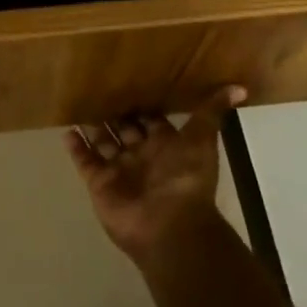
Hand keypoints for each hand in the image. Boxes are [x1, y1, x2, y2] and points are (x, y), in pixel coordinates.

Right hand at [64, 87, 245, 266]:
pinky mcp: (99, 182)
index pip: (151, 120)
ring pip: (103, 143)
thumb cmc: (185, 178)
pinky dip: (76, 147)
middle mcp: (142, 156)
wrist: (168, 224)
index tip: (129, 82)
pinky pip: (84, 161)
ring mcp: (119, 170)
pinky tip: (67, 130)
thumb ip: (212, 112)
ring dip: (93, 127)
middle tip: (97, 89)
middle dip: (114, 114)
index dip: (142, 106)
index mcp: (166, 145)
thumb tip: (240, 87)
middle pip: (125, 130)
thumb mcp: (202, 139)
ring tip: (77, 104)